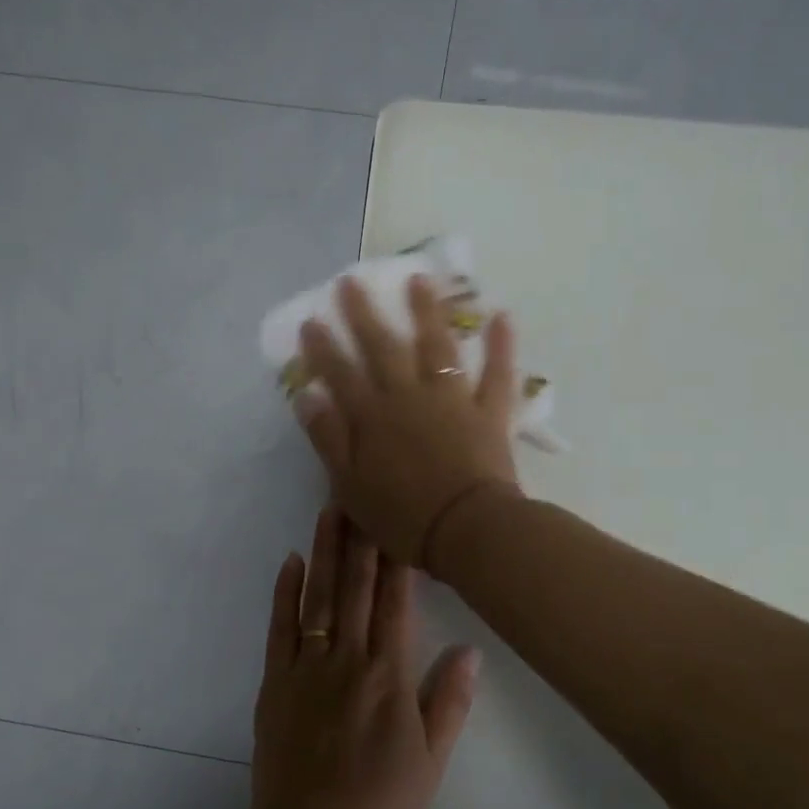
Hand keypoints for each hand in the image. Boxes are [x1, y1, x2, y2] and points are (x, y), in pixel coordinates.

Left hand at [249, 509, 478, 808]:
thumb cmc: (380, 806)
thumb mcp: (430, 761)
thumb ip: (448, 701)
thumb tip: (470, 649)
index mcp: (389, 676)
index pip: (396, 603)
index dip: (397, 558)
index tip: (398, 517)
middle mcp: (348, 660)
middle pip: (356, 588)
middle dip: (360, 538)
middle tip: (360, 490)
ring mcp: (307, 669)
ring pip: (318, 598)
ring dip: (325, 552)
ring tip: (330, 510)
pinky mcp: (275, 684)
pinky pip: (281, 629)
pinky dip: (285, 593)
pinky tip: (291, 562)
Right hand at [295, 275, 521, 569]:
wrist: (466, 530)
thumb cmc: (403, 516)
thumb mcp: (350, 485)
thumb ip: (328, 439)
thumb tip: (307, 396)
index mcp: (373, 417)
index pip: (341, 374)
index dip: (323, 348)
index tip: (311, 321)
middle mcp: (409, 396)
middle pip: (383, 348)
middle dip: (364, 314)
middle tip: (351, 282)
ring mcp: (452, 399)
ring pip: (437, 346)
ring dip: (427, 311)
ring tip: (419, 279)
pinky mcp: (488, 411)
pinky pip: (497, 372)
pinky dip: (501, 344)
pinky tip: (502, 316)